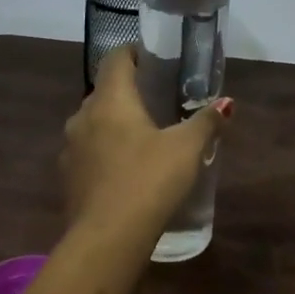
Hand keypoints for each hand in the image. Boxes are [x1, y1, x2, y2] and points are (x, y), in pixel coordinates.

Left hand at [60, 46, 231, 240]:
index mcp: (110, 100)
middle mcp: (83, 118)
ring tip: (145, 134)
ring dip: (115, 123)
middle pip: (104, 91)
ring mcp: (71, 150)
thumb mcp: (187, 148)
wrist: (107, 241)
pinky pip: (89, 152)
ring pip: (94, 124)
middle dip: (128, 91)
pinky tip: (129, 168)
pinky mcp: (69, 179)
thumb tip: (225, 103)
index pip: (115, 59)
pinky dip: (107, 151)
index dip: (133, 53)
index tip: (154, 58)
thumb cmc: (148, 180)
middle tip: (158, 98)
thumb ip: (206, 122)